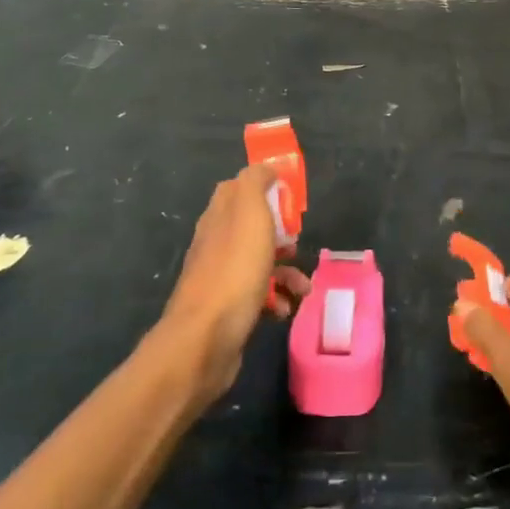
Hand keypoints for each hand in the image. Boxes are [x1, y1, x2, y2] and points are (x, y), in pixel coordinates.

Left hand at [159, 165, 309, 400]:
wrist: (205, 339)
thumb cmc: (234, 270)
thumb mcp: (249, 213)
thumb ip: (255, 183)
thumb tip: (265, 168)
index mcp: (219, 215)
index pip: (240, 188)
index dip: (266, 188)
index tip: (291, 200)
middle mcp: (216, 242)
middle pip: (254, 227)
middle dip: (282, 234)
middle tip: (298, 243)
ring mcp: (220, 277)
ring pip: (260, 262)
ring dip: (287, 272)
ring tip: (304, 287)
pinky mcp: (228, 309)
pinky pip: (258, 295)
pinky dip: (277, 299)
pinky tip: (286, 310)